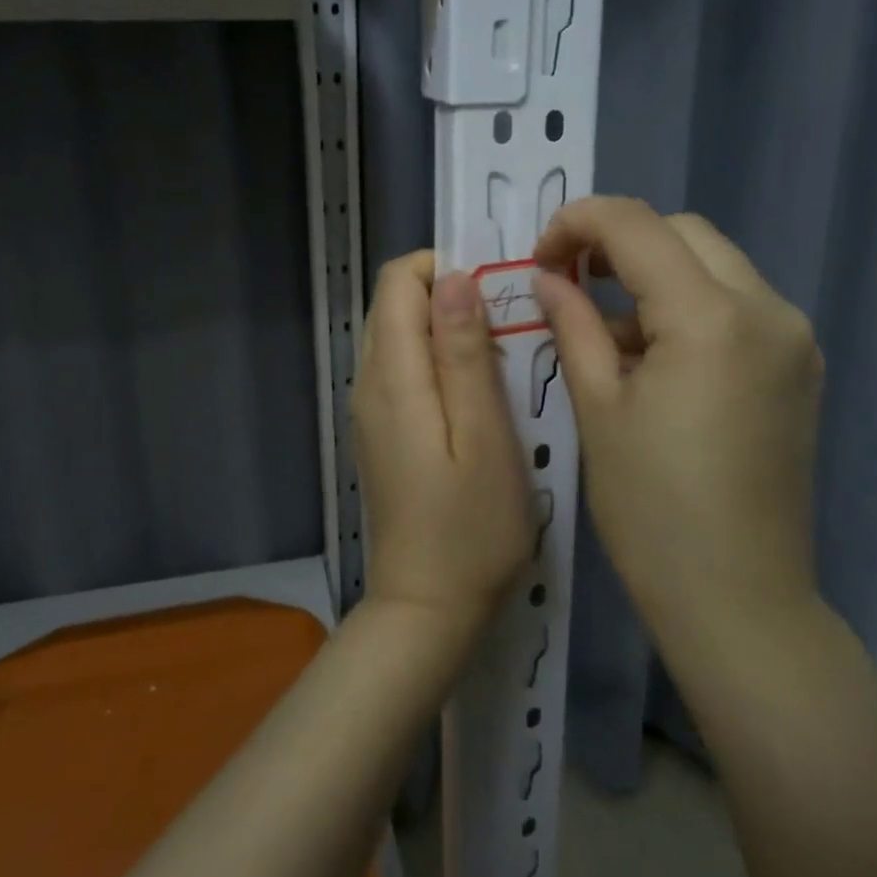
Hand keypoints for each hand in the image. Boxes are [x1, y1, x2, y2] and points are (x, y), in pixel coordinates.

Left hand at [353, 251, 534, 634]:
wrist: (427, 608)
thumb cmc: (471, 527)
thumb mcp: (483, 435)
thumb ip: (464, 352)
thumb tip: (455, 277)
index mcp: (392, 375)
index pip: (397, 281)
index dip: (444, 268)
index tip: (497, 290)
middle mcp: (368, 382)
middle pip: (394, 304)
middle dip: (449, 296)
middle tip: (508, 327)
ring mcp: (369, 409)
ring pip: (399, 335)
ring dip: (446, 329)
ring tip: (499, 358)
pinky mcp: (380, 432)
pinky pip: (402, 369)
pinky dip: (436, 360)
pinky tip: (475, 393)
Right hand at [531, 197, 823, 626]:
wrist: (738, 599)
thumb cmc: (652, 510)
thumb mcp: (598, 408)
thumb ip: (572, 324)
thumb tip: (547, 277)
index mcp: (711, 318)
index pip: (636, 225)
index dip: (577, 223)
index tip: (539, 258)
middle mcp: (767, 310)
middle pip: (682, 233)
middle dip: (618, 242)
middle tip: (568, 281)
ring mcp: (792, 337)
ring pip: (712, 264)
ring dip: (653, 275)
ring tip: (607, 330)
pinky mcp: (797, 366)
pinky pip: (736, 304)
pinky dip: (687, 306)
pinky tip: (653, 355)